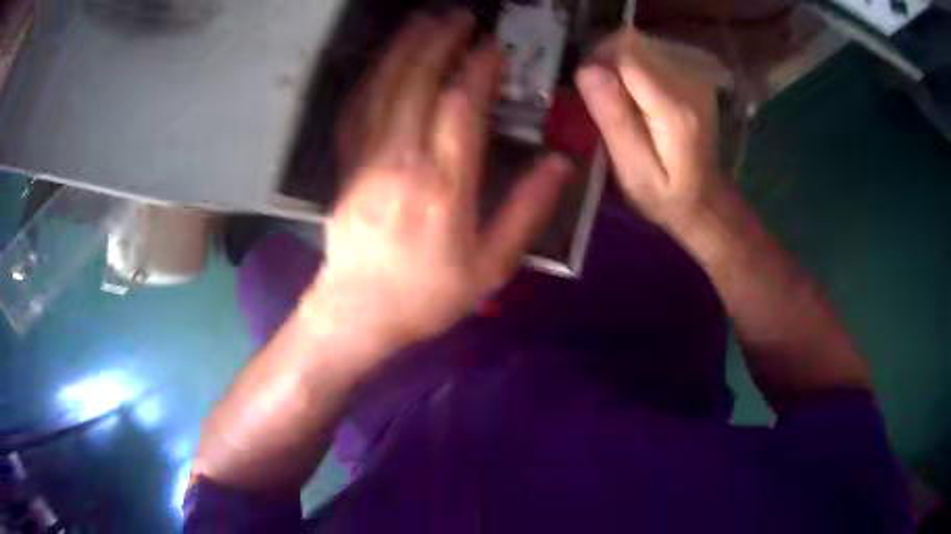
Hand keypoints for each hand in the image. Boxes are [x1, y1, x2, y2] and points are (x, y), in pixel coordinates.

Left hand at [308, 12, 570, 346]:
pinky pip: (357, 111)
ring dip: (404, 50)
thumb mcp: (491, 266)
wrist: (358, 312)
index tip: (493, 48)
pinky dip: (371, 79)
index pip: (460, 109)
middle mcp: (401, 162)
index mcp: (443, 186)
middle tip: (458, 17)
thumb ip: (527, 211)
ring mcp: (366, 160)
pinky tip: (383, 62)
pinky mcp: (346, 166)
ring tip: (423, 22)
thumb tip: (560, 164)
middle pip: (417, 84)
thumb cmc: (427, 294)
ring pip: (383, 90)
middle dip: (438, 43)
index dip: (478, 71)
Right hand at [576, 28, 721, 226]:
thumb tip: (589, 70)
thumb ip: (614, 118)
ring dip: (620, 64)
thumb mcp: (632, 171)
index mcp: (675, 109)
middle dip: (607, 62)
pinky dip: (634, 67)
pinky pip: (651, 52)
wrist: (704, 200)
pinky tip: (638, 97)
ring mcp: (696, 76)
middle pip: (632, 42)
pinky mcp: (694, 75)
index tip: (590, 91)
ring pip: (639, 44)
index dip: (598, 62)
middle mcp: (691, 82)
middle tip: (604, 100)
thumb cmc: (665, 196)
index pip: (626, 52)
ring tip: (622, 102)